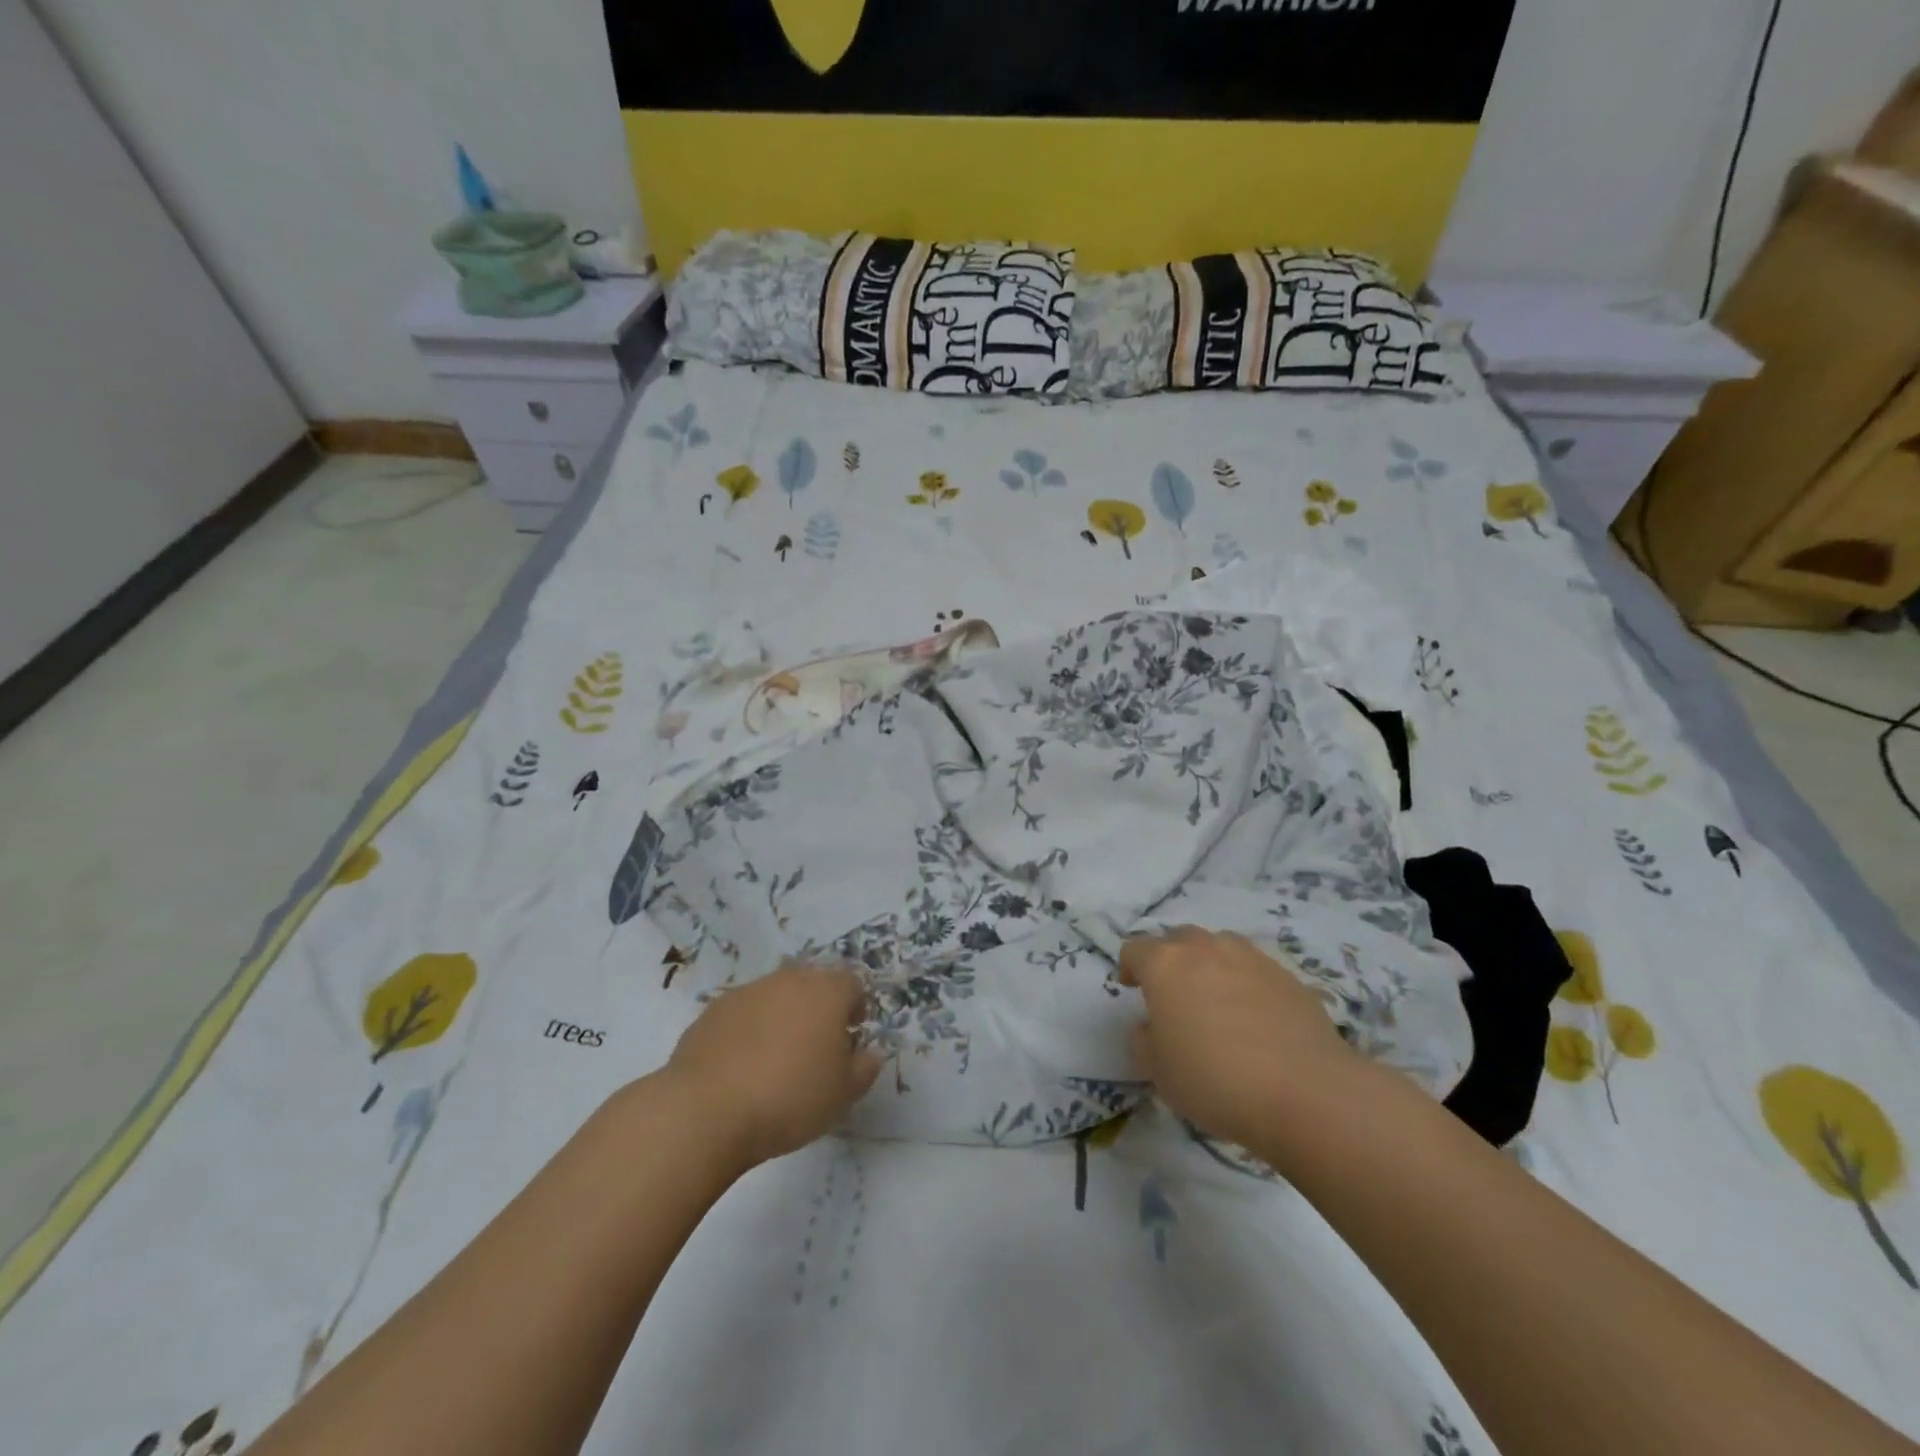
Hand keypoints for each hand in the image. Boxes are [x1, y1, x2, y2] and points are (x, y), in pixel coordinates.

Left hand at [664, 962, 880, 1168]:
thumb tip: (868, 1053)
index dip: (855, 1009)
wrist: (707, 1110)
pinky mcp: (712, 1011)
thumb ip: (865, 1068)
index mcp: (826, 991)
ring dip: (782, 1019)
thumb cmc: (790, 1098)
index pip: (852, 984)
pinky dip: (748, 1032)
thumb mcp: (843, 1094)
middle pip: (812, 985)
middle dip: (818, 1010)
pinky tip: (741, 1069)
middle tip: (815, 1051)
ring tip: (774, 1062)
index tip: (849, 1040)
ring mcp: (747, 992)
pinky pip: (743, 1015)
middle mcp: (788, 980)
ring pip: (775, 997)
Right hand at [1120, 927, 1357, 1151]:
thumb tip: (1152, 1026)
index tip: (1131, 989)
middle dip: (1170, 959)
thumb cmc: (1215, 1080)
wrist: (1306, 1092)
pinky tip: (1255, 1017)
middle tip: (1172, 993)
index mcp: (1165, 964)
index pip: (1135, 949)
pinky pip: (1255, 969)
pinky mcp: (1288, 976)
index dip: (1129, 967)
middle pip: (1178, 938)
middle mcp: (1205, 949)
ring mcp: (1250, 958)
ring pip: (1219, 946)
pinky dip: (1246, 982)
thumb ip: (1145, 1040)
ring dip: (1209, 963)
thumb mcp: (1159, 1072)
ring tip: (1215, 998)